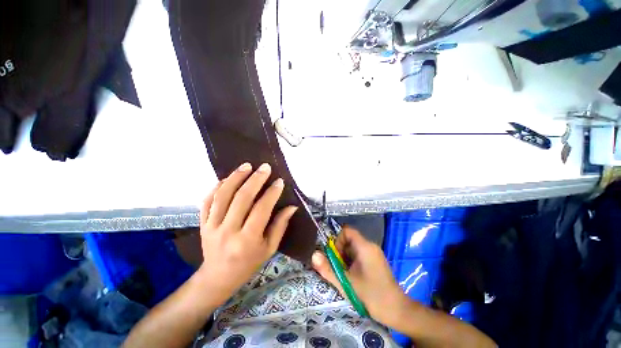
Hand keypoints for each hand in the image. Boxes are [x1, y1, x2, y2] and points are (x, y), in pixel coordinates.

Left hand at [196, 162, 297, 306]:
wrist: (218, 277)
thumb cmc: (249, 263)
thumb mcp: (270, 248)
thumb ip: (280, 225)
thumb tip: (292, 206)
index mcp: (247, 240)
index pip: (261, 209)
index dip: (271, 193)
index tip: (279, 181)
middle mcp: (228, 231)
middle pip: (242, 198)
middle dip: (255, 179)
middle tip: (265, 167)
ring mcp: (212, 226)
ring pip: (223, 196)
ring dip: (235, 178)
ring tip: (246, 166)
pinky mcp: (202, 224)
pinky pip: (207, 201)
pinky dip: (217, 187)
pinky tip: (227, 178)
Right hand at [312, 226, 407, 326]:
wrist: (397, 311)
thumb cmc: (372, 296)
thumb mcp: (346, 283)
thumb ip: (328, 269)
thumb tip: (313, 254)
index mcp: (365, 247)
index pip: (347, 231)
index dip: (337, 240)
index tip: (336, 257)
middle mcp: (370, 246)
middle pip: (349, 240)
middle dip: (340, 252)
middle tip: (340, 269)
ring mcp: (374, 253)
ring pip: (353, 248)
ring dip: (345, 259)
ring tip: (346, 275)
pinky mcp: (375, 260)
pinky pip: (359, 254)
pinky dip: (352, 262)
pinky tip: (354, 277)